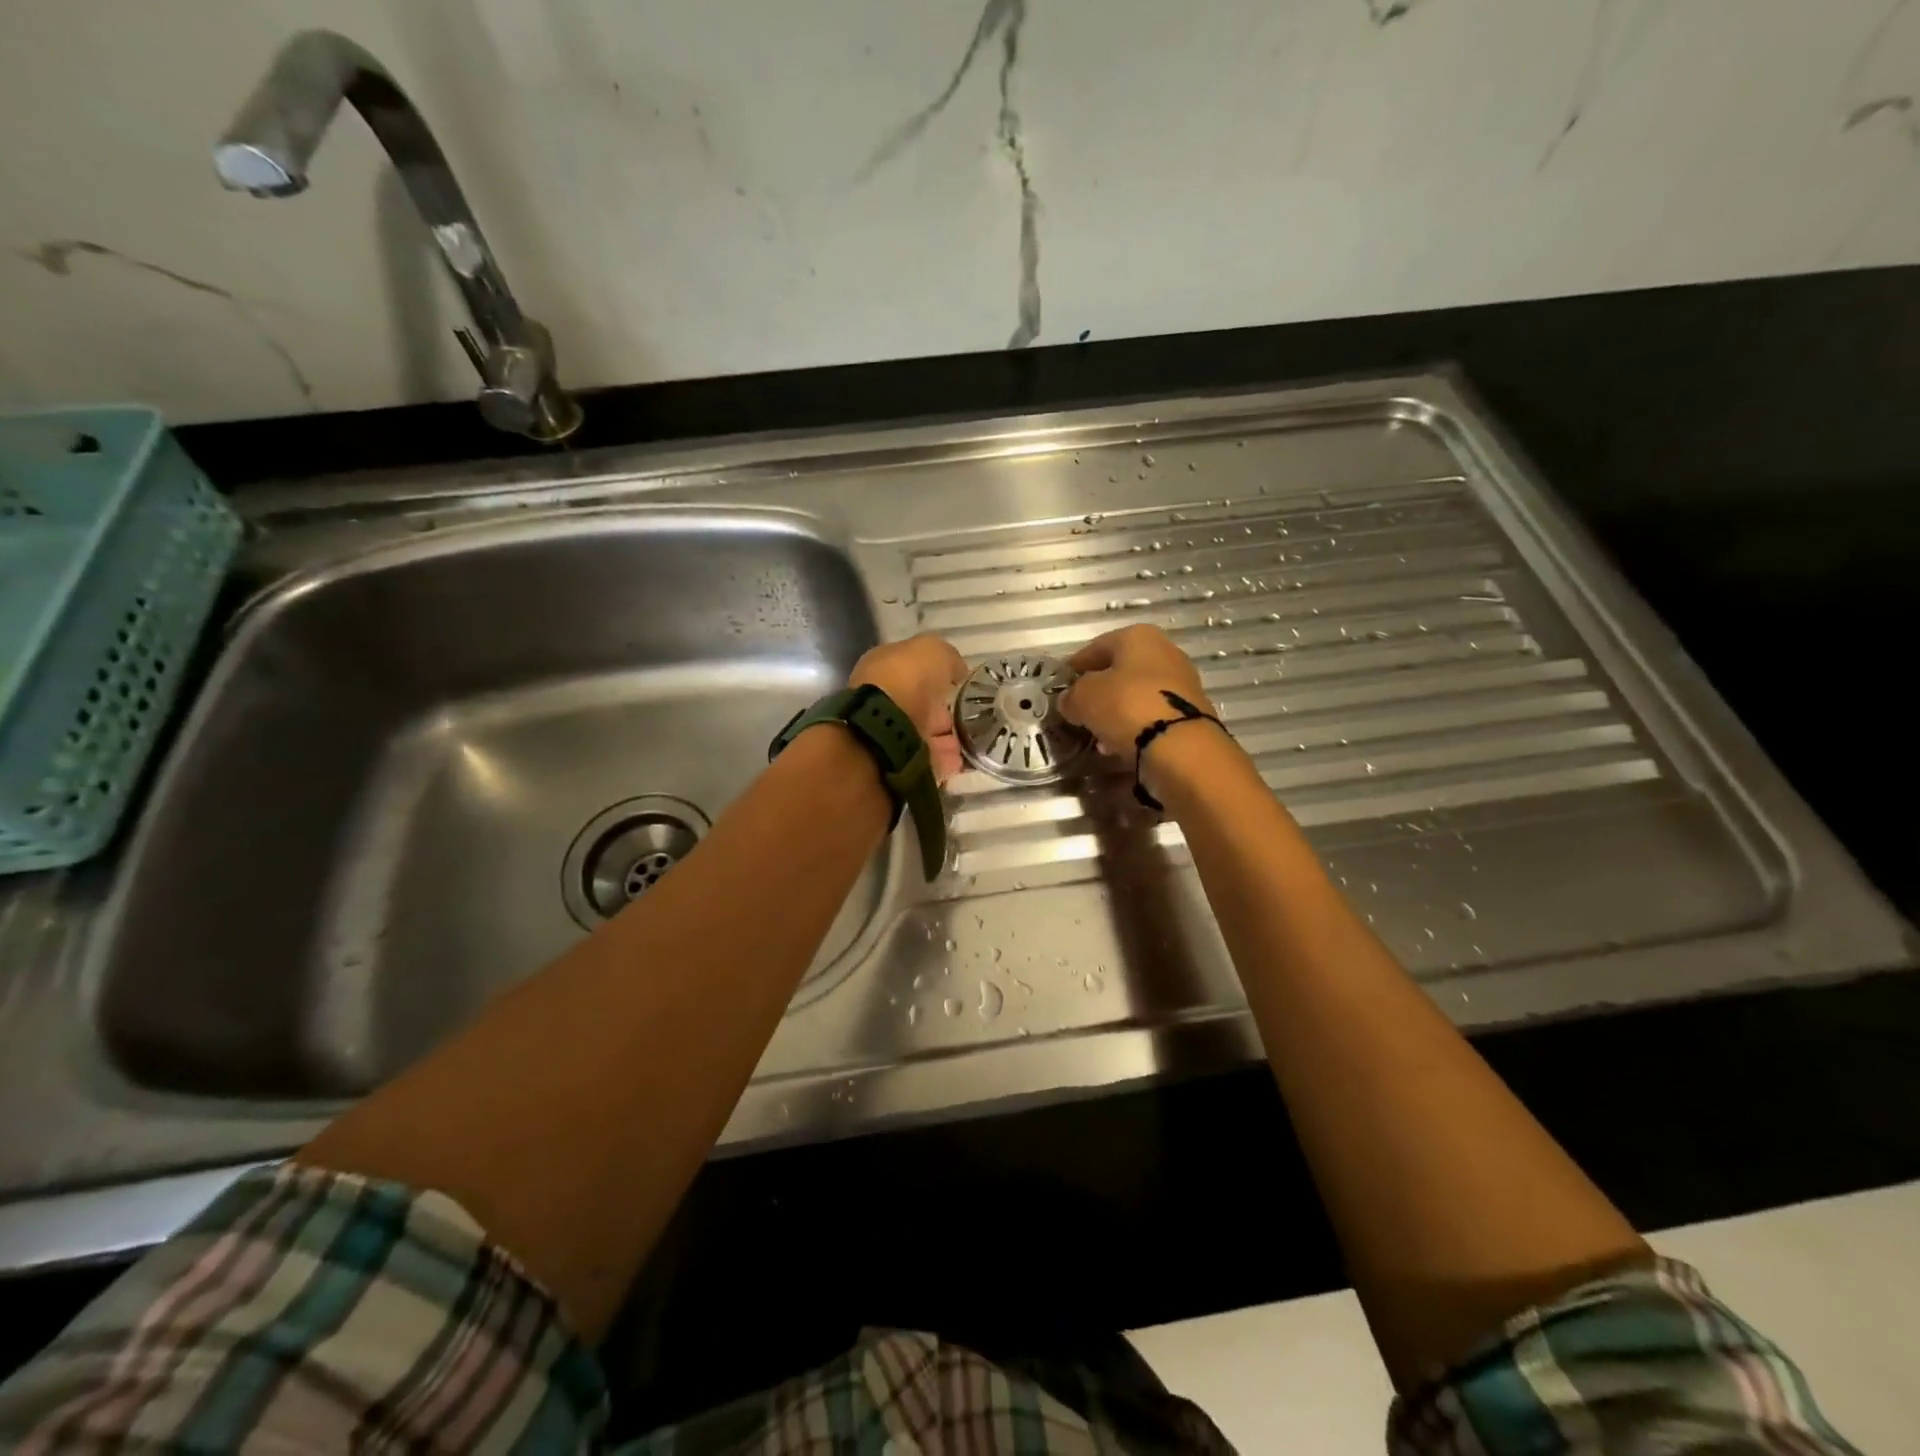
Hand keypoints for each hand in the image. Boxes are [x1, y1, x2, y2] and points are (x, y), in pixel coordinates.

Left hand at [850, 634, 969, 781]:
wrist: (886, 729)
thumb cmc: (907, 681)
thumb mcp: (934, 651)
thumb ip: (947, 658)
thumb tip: (956, 671)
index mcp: (883, 665)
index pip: (912, 669)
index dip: (937, 676)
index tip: (959, 686)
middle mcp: (881, 697)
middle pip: (918, 704)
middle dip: (942, 713)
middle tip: (967, 718)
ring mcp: (885, 731)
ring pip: (921, 734)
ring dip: (945, 739)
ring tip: (969, 743)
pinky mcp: (893, 760)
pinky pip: (923, 759)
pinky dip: (942, 760)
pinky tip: (958, 761)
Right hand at [1059, 625, 1214, 764]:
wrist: (1180, 746)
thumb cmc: (1126, 706)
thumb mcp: (1084, 698)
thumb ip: (1071, 696)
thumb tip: (1068, 701)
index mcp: (1138, 637)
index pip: (1097, 647)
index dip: (1076, 666)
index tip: (1062, 684)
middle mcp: (1165, 652)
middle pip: (1121, 670)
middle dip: (1099, 690)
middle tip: (1079, 710)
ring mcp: (1182, 683)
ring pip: (1138, 694)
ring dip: (1117, 711)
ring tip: (1098, 732)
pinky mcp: (1191, 713)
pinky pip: (1153, 716)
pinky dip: (1136, 726)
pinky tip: (1120, 744)